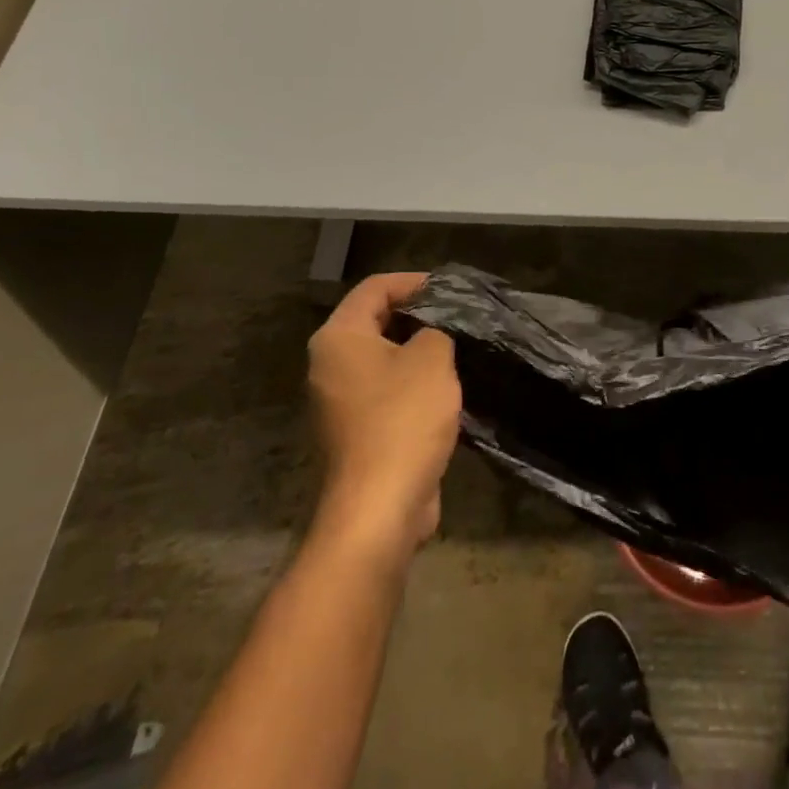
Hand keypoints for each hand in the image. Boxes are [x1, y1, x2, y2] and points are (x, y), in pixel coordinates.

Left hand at [307, 273, 461, 556]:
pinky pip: (385, 390)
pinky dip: (412, 382)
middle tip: (459, 317)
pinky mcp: (356, 431)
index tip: (451, 290)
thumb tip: (433, 332)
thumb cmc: (403, 419)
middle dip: (418, 315)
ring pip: (382, 358)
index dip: (414, 282)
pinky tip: (446, 388)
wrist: (380, 506)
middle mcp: (329, 364)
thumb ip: (436, 330)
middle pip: (375, 321)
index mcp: (339, 338)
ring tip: (458, 348)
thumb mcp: (432, 358)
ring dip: (418, 351)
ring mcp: (339, 401)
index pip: (375, 288)